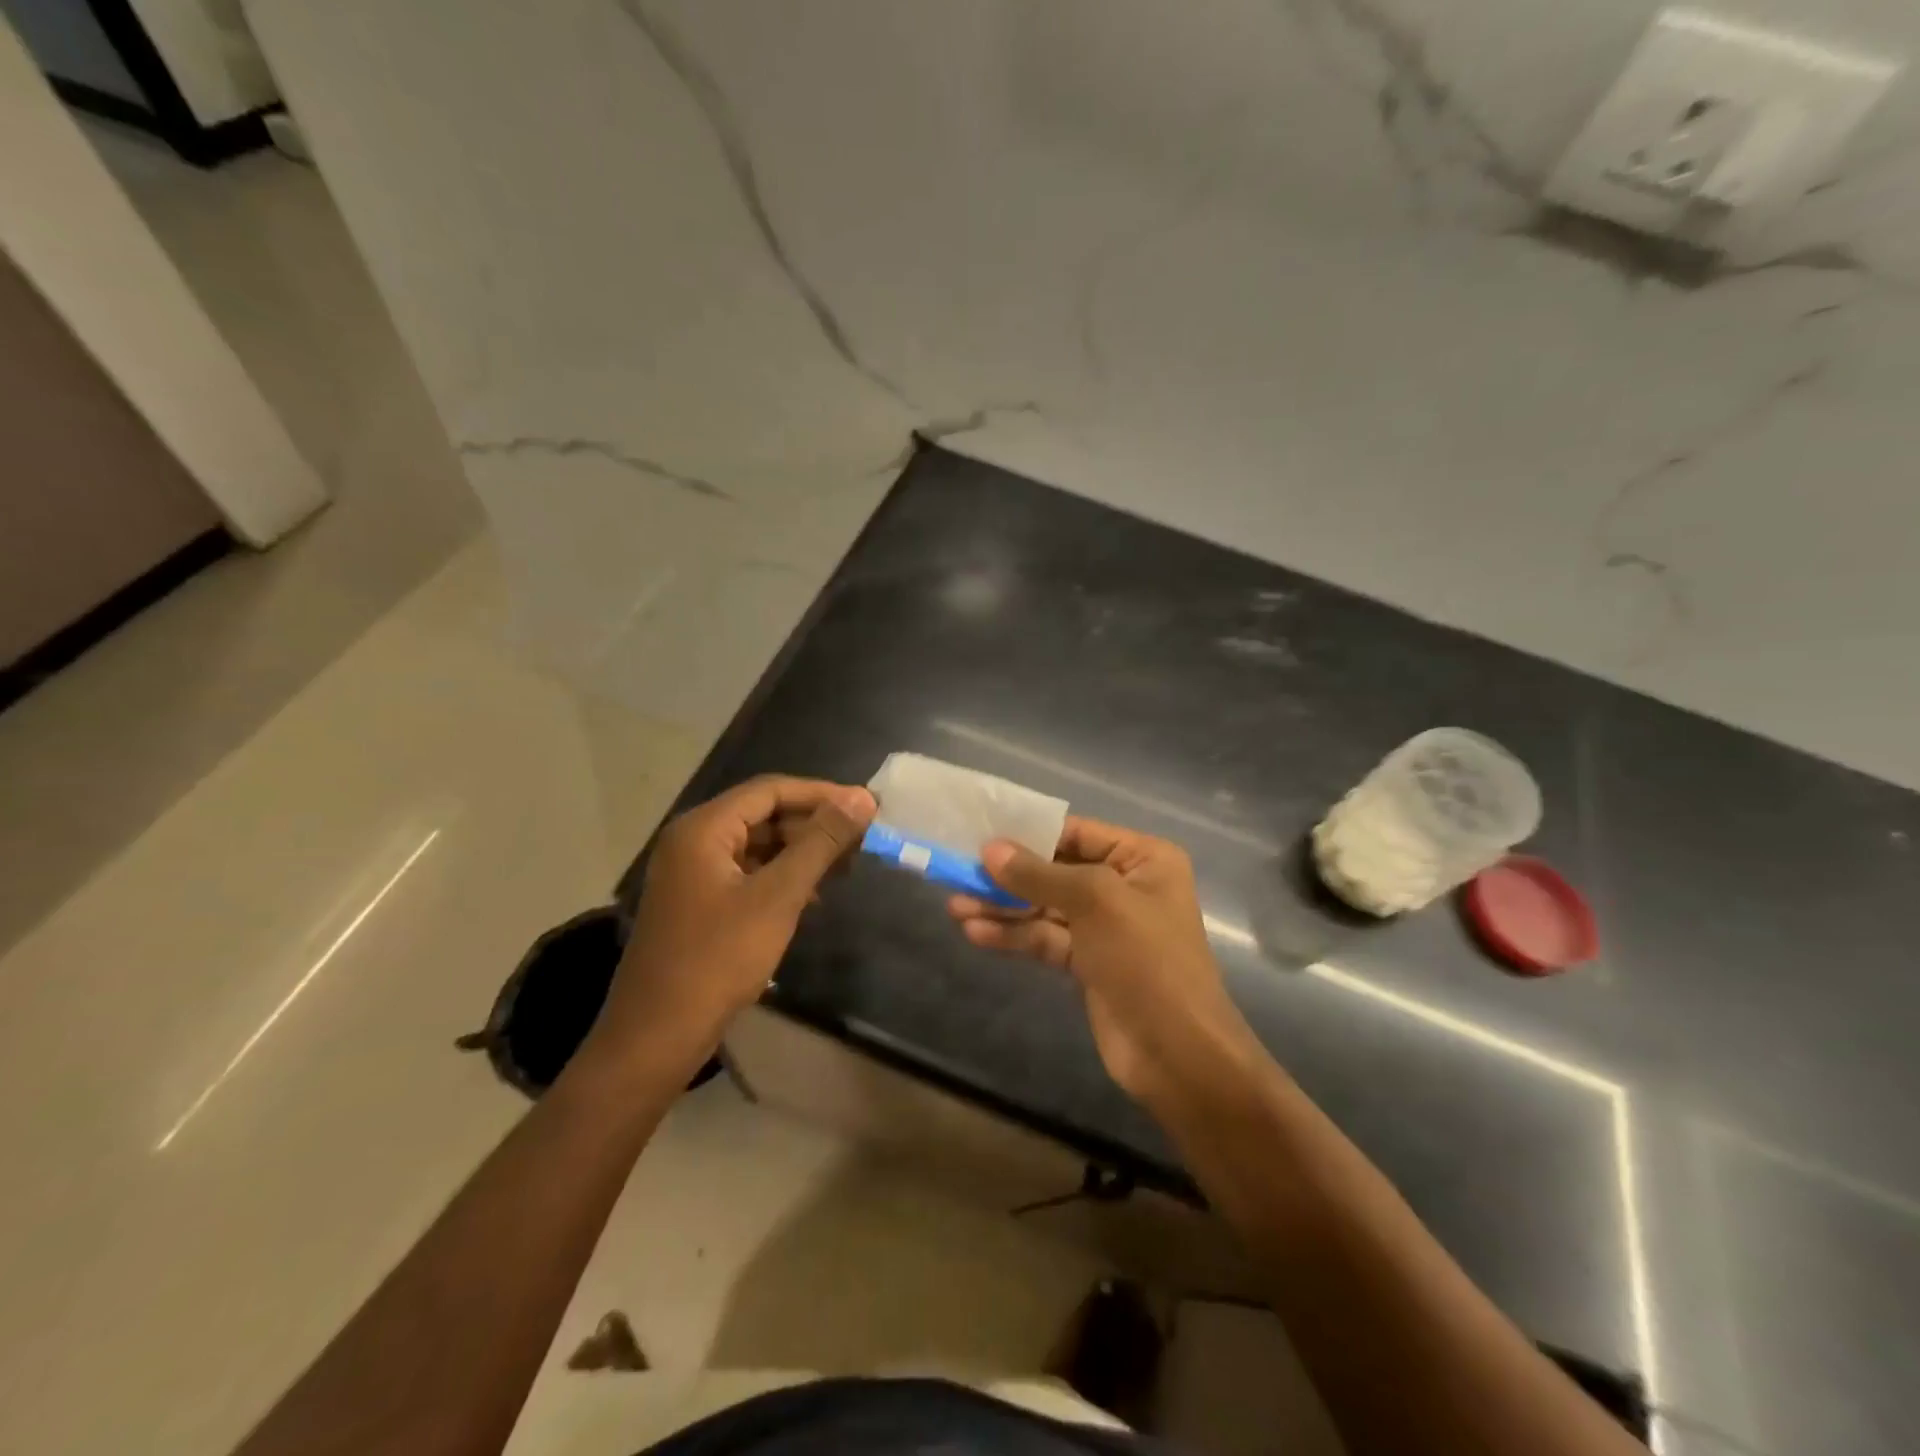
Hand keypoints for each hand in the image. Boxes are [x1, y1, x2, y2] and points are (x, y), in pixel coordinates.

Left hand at [583, 776, 874, 1085]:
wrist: (657, 1037)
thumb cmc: (718, 959)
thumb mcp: (777, 896)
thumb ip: (820, 843)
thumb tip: (861, 798)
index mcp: (703, 828)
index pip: (770, 790)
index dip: (821, 794)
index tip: (866, 807)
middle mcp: (693, 841)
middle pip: (762, 814)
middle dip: (813, 824)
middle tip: (861, 838)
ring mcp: (692, 874)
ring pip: (756, 845)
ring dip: (800, 851)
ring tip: (845, 865)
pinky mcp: (697, 903)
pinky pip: (746, 873)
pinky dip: (781, 876)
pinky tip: (812, 894)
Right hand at [947, 817, 1258, 1106]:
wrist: (1178, 1054)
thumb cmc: (1146, 960)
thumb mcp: (1094, 902)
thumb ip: (1038, 875)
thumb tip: (989, 849)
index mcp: (1143, 858)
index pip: (1076, 833)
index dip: (1029, 833)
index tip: (981, 835)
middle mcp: (1125, 886)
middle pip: (1056, 871)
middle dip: (1009, 876)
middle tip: (959, 872)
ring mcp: (1105, 928)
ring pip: (1045, 908)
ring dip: (1003, 908)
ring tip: (955, 907)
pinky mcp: (1088, 964)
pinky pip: (1045, 939)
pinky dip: (1014, 936)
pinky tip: (976, 933)